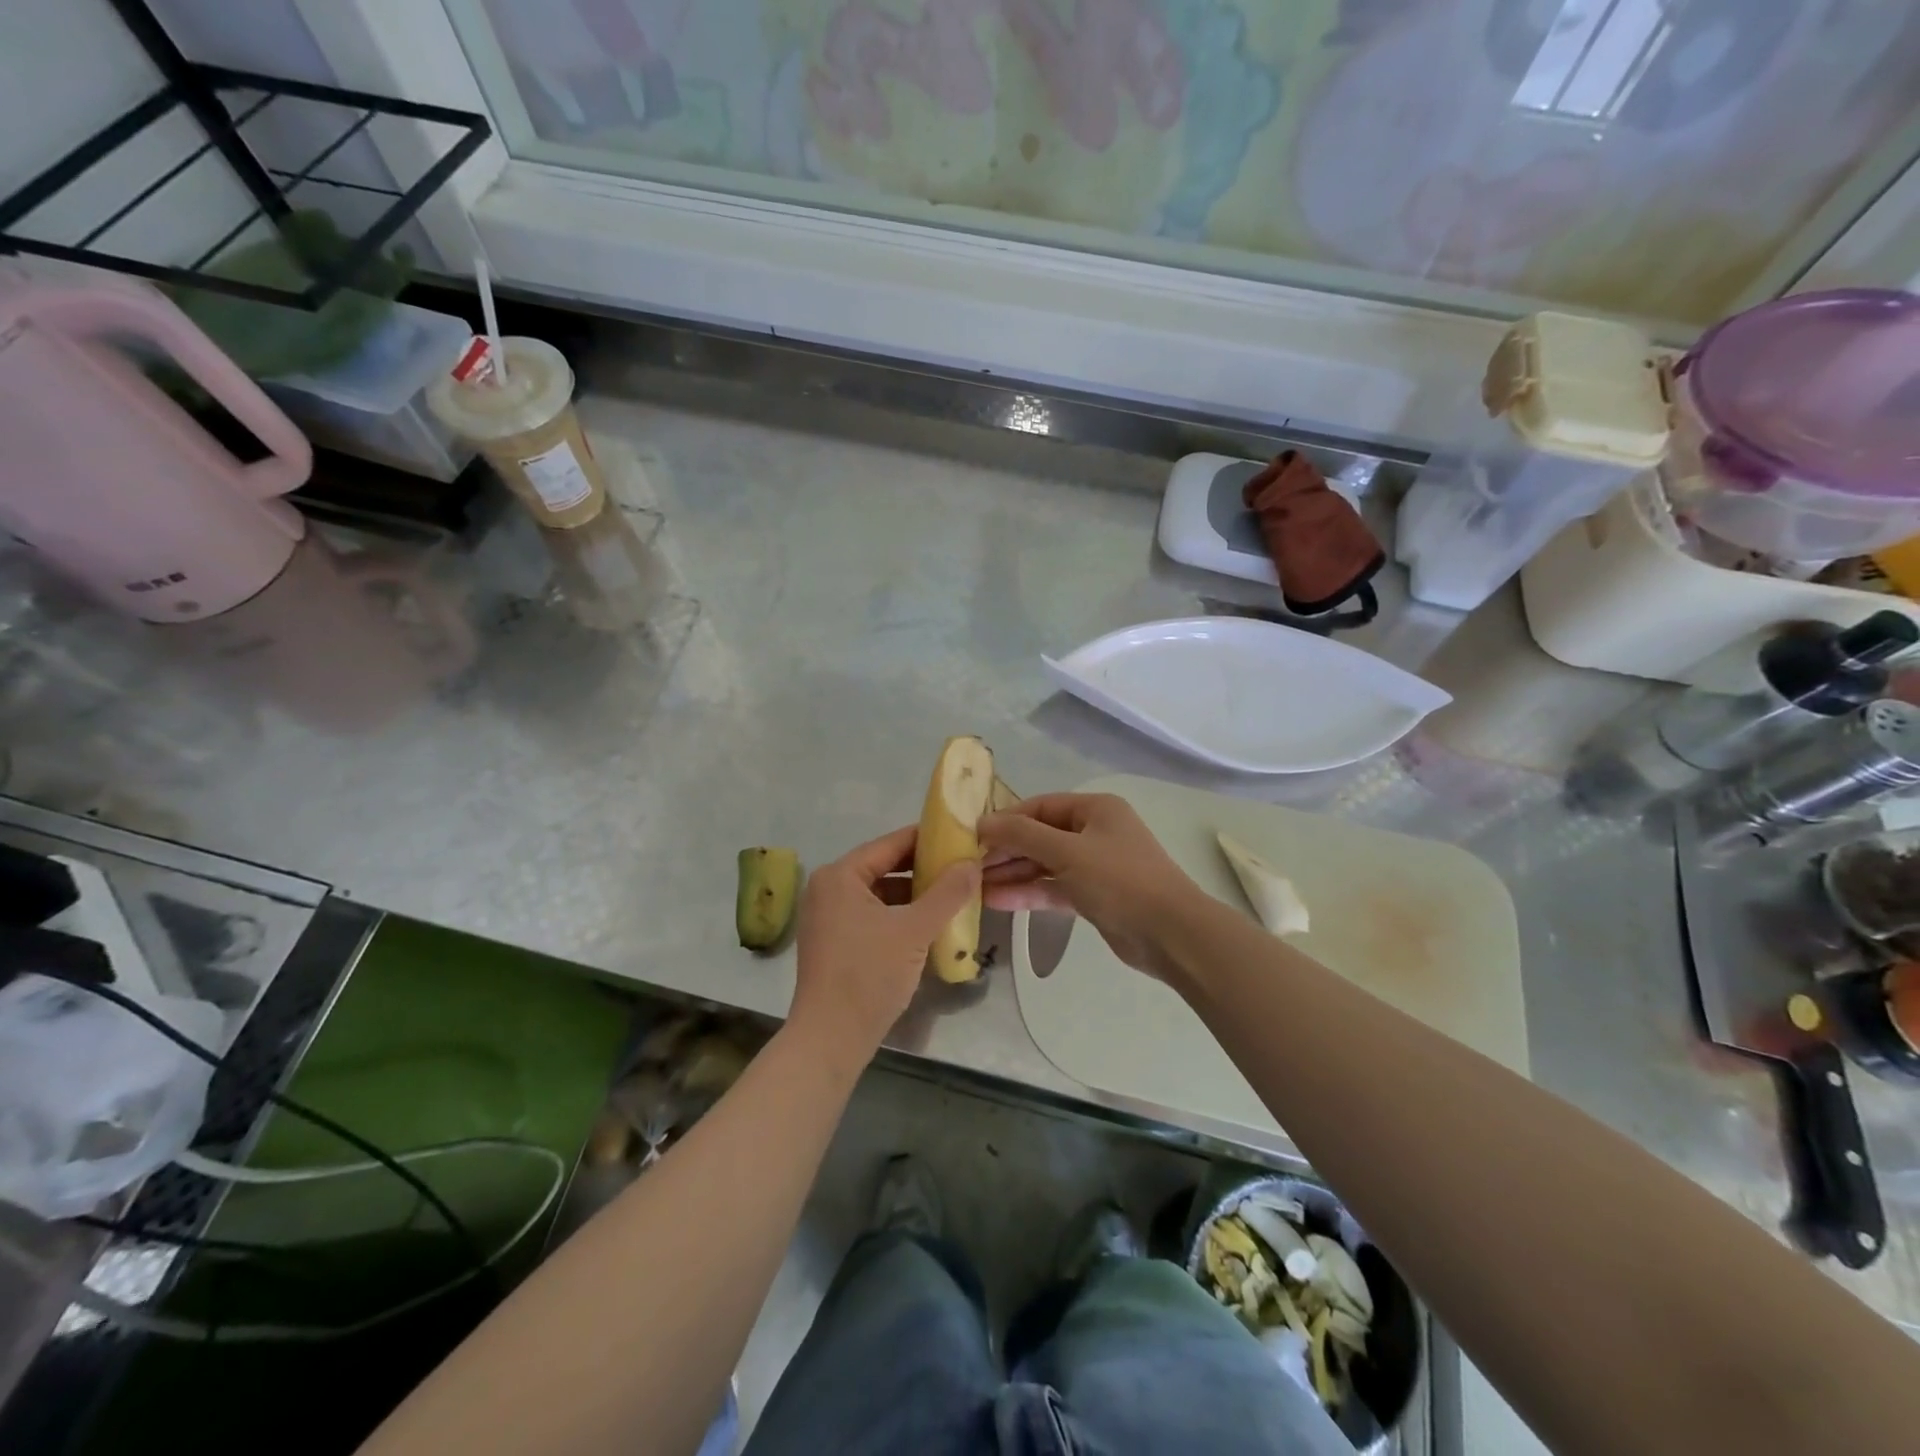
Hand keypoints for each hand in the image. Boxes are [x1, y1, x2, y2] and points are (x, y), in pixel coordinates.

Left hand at [788, 825, 978, 1070]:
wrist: (831, 1038)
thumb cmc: (869, 974)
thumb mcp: (915, 930)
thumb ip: (947, 893)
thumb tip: (972, 863)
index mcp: (840, 876)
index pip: (890, 843)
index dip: (927, 839)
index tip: (961, 837)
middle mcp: (829, 889)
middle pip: (885, 867)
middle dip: (924, 869)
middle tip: (963, 868)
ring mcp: (829, 917)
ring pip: (881, 894)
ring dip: (915, 895)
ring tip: (954, 895)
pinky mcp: (836, 942)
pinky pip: (874, 916)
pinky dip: (901, 916)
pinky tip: (931, 925)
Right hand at [980, 793, 1204, 979]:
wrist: (1171, 934)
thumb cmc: (1120, 880)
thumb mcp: (1067, 851)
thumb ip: (1022, 835)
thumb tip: (982, 822)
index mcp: (1095, 809)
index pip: (1040, 806)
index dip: (1006, 819)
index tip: (972, 835)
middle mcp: (1094, 832)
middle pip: (1040, 835)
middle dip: (1005, 850)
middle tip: (968, 865)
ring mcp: (1094, 866)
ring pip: (1044, 864)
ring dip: (1012, 873)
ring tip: (973, 885)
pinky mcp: (1093, 897)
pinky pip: (1053, 888)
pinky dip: (1028, 893)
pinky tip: (996, 901)